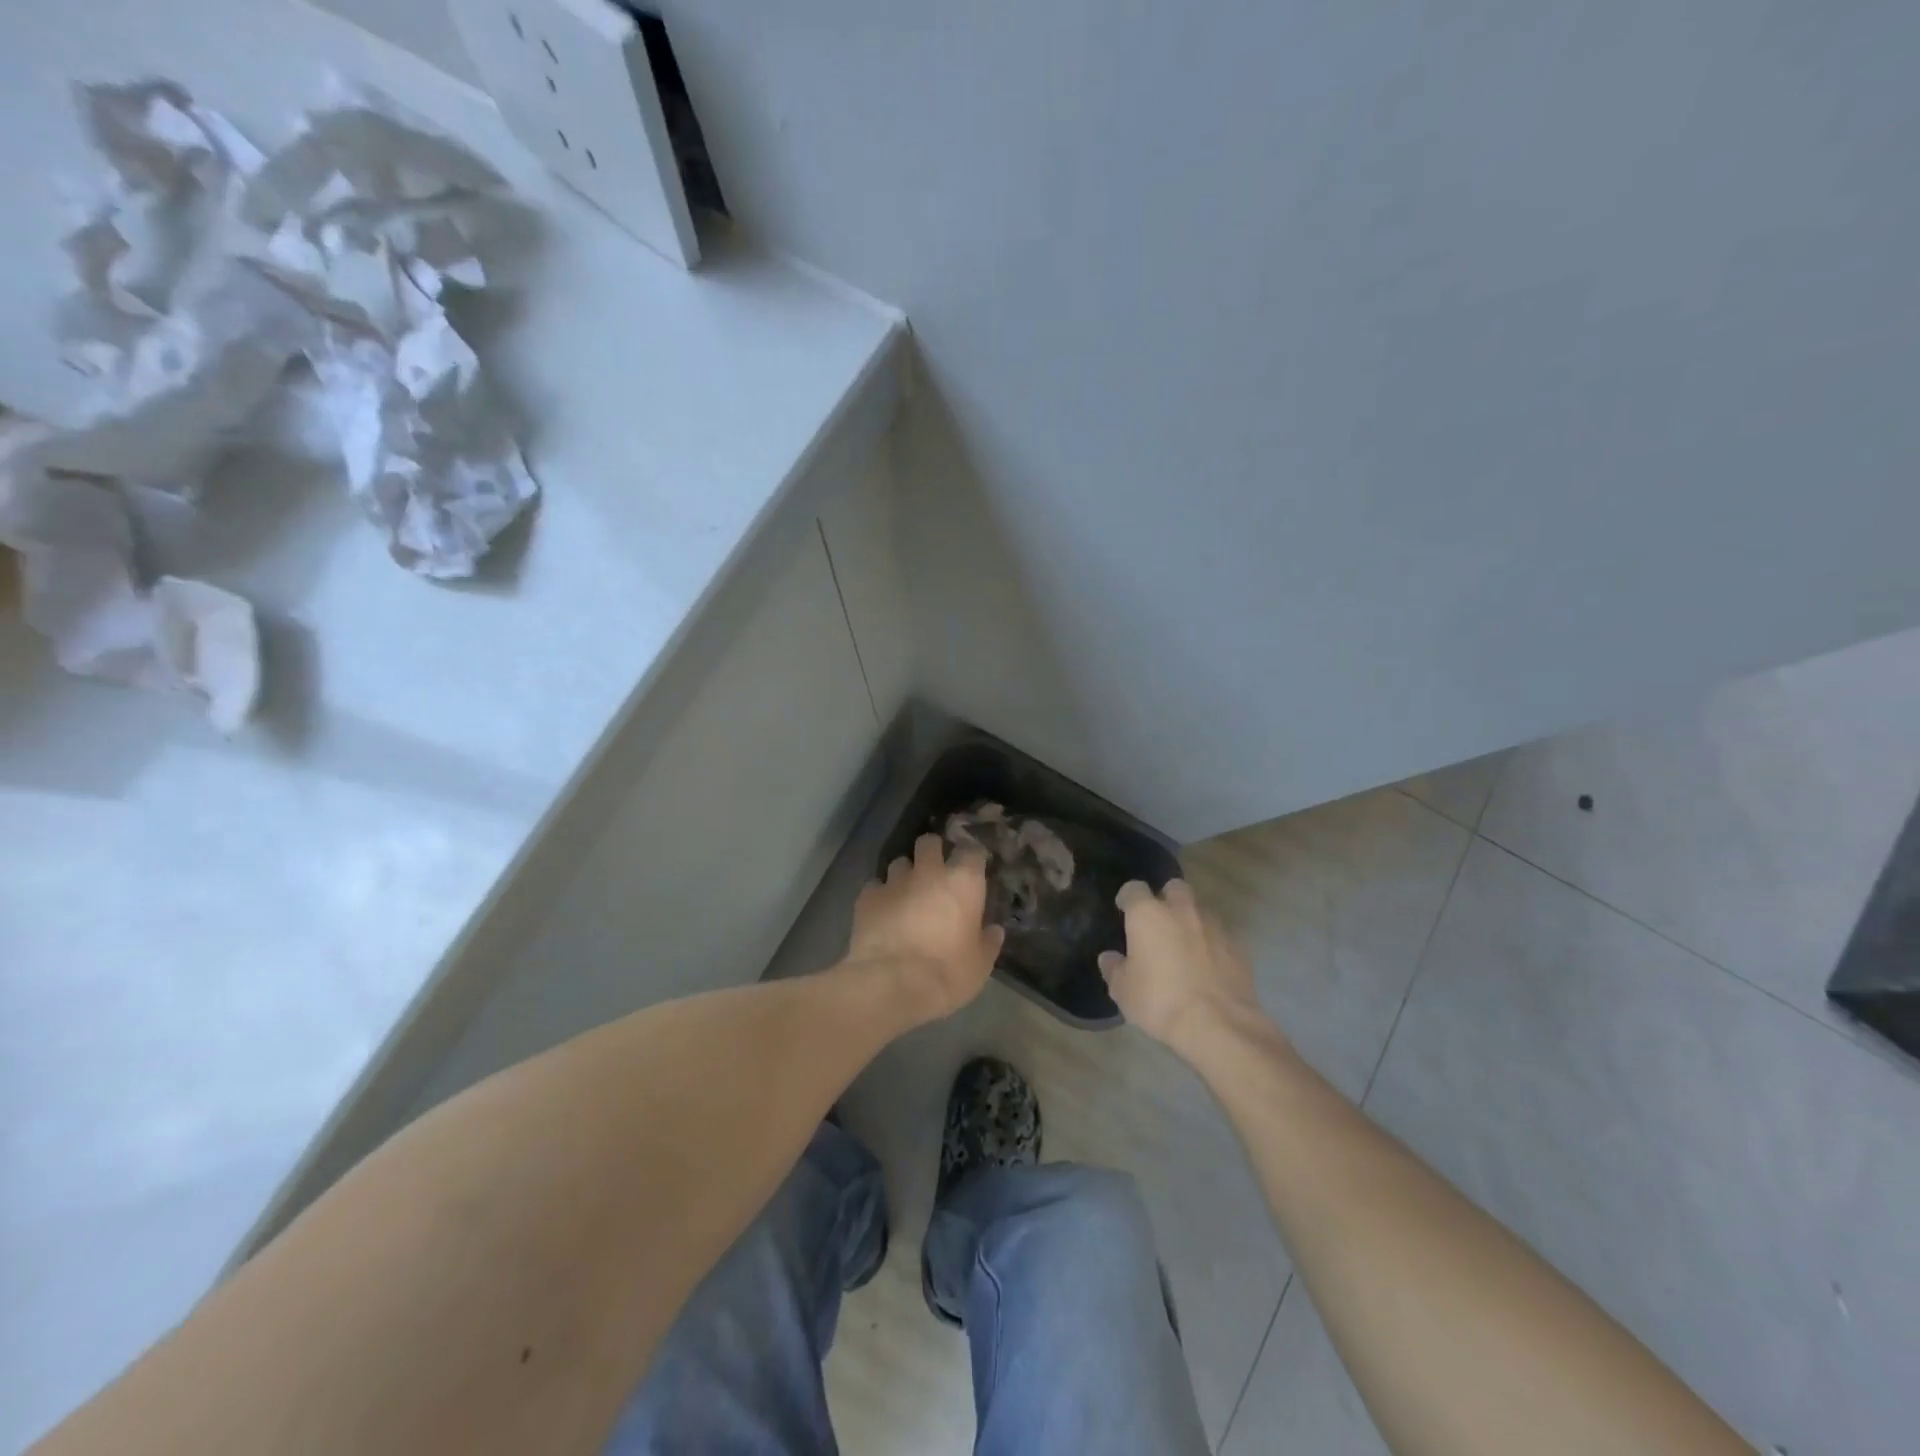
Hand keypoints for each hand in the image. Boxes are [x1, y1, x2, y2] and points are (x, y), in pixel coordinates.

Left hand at [846, 834, 1003, 1023]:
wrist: (893, 984)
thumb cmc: (948, 973)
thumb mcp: (980, 964)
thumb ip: (988, 941)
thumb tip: (994, 930)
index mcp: (963, 882)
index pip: (972, 851)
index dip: (971, 859)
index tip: (971, 870)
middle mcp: (929, 872)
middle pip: (929, 842)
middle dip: (931, 852)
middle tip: (934, 873)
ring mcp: (895, 881)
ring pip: (900, 862)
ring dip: (904, 875)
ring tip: (905, 895)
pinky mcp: (867, 896)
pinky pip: (875, 886)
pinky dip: (880, 896)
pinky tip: (881, 913)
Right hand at [1099, 879, 1267, 1057]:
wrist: (1219, 1025)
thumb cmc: (1160, 1001)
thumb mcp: (1124, 991)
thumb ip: (1114, 969)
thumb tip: (1110, 958)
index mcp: (1148, 914)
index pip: (1134, 889)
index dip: (1128, 898)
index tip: (1124, 911)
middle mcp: (1182, 911)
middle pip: (1174, 888)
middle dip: (1166, 899)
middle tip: (1159, 923)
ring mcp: (1214, 926)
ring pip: (1200, 911)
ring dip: (1191, 922)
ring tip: (1185, 947)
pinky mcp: (1238, 947)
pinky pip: (1220, 936)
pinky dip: (1212, 945)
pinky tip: (1208, 967)